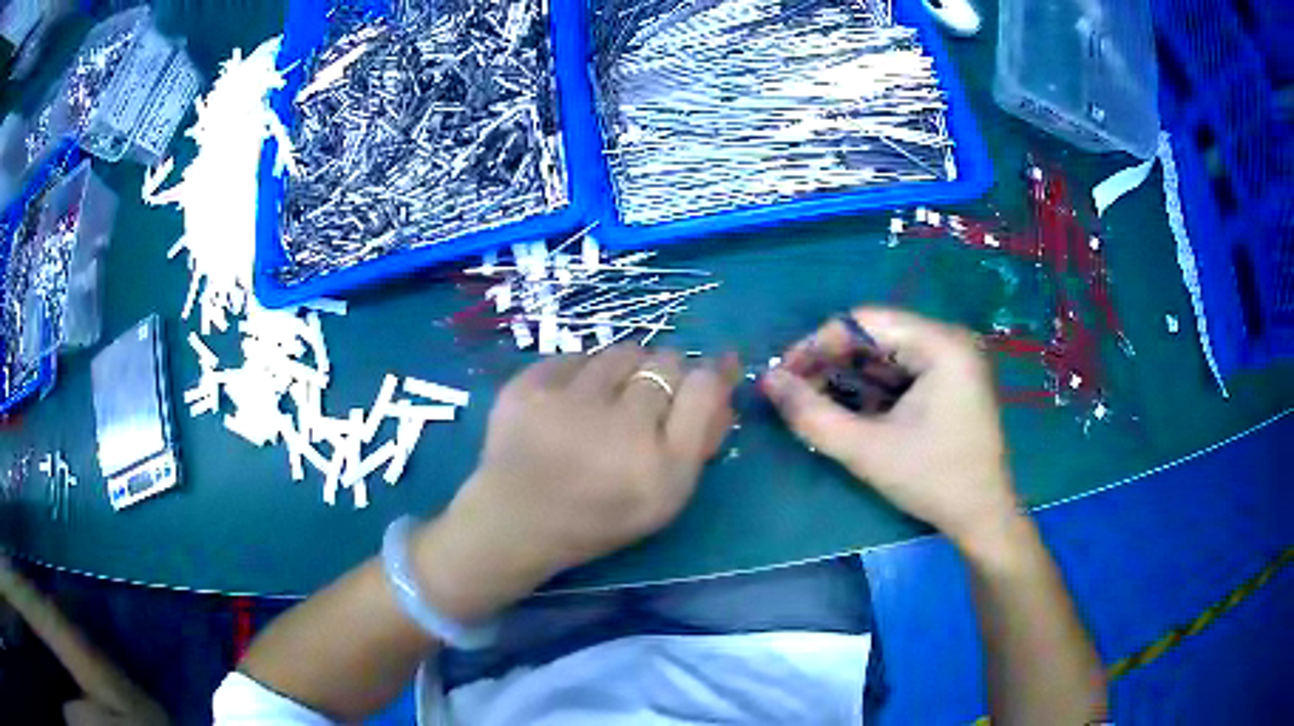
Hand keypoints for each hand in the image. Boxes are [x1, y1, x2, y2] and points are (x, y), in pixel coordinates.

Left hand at [414, 346, 737, 620]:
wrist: (516, 520)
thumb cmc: (599, 516)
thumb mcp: (666, 495)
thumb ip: (700, 437)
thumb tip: (721, 376)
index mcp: (661, 466)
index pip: (704, 386)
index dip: (705, 379)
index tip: (693, 386)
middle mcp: (620, 427)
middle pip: (666, 361)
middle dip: (663, 376)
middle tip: (642, 402)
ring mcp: (568, 401)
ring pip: (621, 352)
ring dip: (623, 371)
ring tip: (604, 401)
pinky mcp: (528, 385)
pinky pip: (575, 356)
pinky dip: (580, 374)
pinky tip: (569, 402)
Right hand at [761, 308, 1019, 547]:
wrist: (982, 517)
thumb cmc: (932, 480)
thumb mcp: (866, 450)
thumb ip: (812, 415)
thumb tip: (768, 383)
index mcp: (939, 343)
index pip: (864, 322)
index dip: (817, 344)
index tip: (783, 376)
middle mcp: (949, 340)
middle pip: (876, 336)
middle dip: (832, 363)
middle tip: (796, 394)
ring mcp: (954, 360)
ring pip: (887, 354)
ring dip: (849, 377)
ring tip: (816, 404)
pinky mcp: (952, 380)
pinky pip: (903, 371)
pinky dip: (873, 388)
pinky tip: (851, 410)